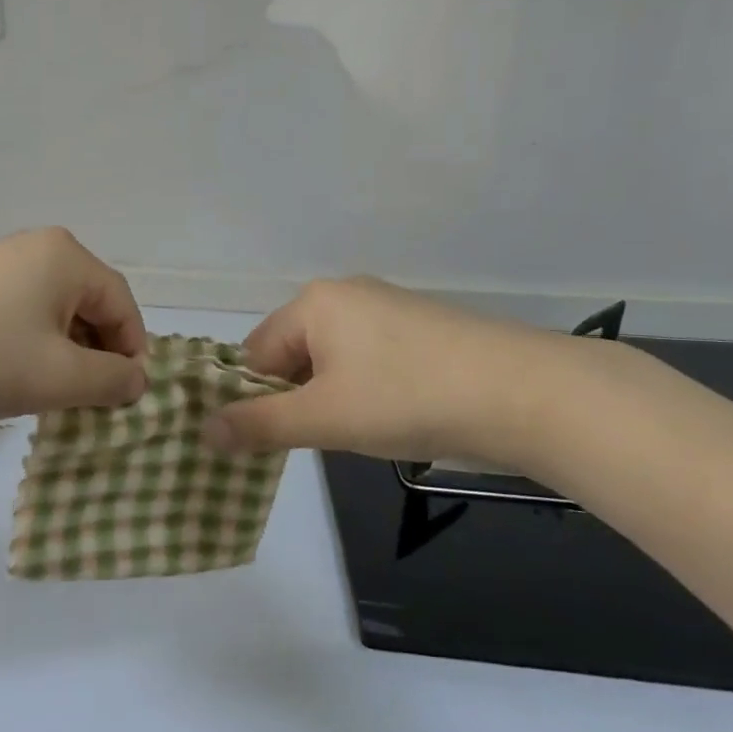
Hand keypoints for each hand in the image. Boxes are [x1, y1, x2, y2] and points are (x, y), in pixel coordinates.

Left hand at [0, 228, 149, 422]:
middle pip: (88, 304)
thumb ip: (112, 381)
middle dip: (96, 354)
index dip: (133, 352)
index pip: (121, 304)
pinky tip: (10, 375)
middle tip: (89, 400)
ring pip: (51, 312)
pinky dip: (29, 345)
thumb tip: (138, 380)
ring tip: (50, 394)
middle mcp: (35, 248)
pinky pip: (18, 313)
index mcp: (66, 257)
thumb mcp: (59, 377)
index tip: (127, 398)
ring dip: (62, 353)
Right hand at [202, 277, 574, 465]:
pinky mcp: (423, 327)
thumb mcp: (323, 417)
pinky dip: (367, 388)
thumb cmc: (408, 398)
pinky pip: (370, 358)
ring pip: (332, 359)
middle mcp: (346, 293)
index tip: (274, 438)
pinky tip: (395, 415)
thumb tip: (204, 432)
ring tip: (360, 430)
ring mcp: (389, 307)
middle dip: (296, 398)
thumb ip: (259, 425)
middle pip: (293, 352)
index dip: (256, 398)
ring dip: (332, 397)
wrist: (528, 394)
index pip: (255, 352)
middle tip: (321, 437)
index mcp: (314, 301)